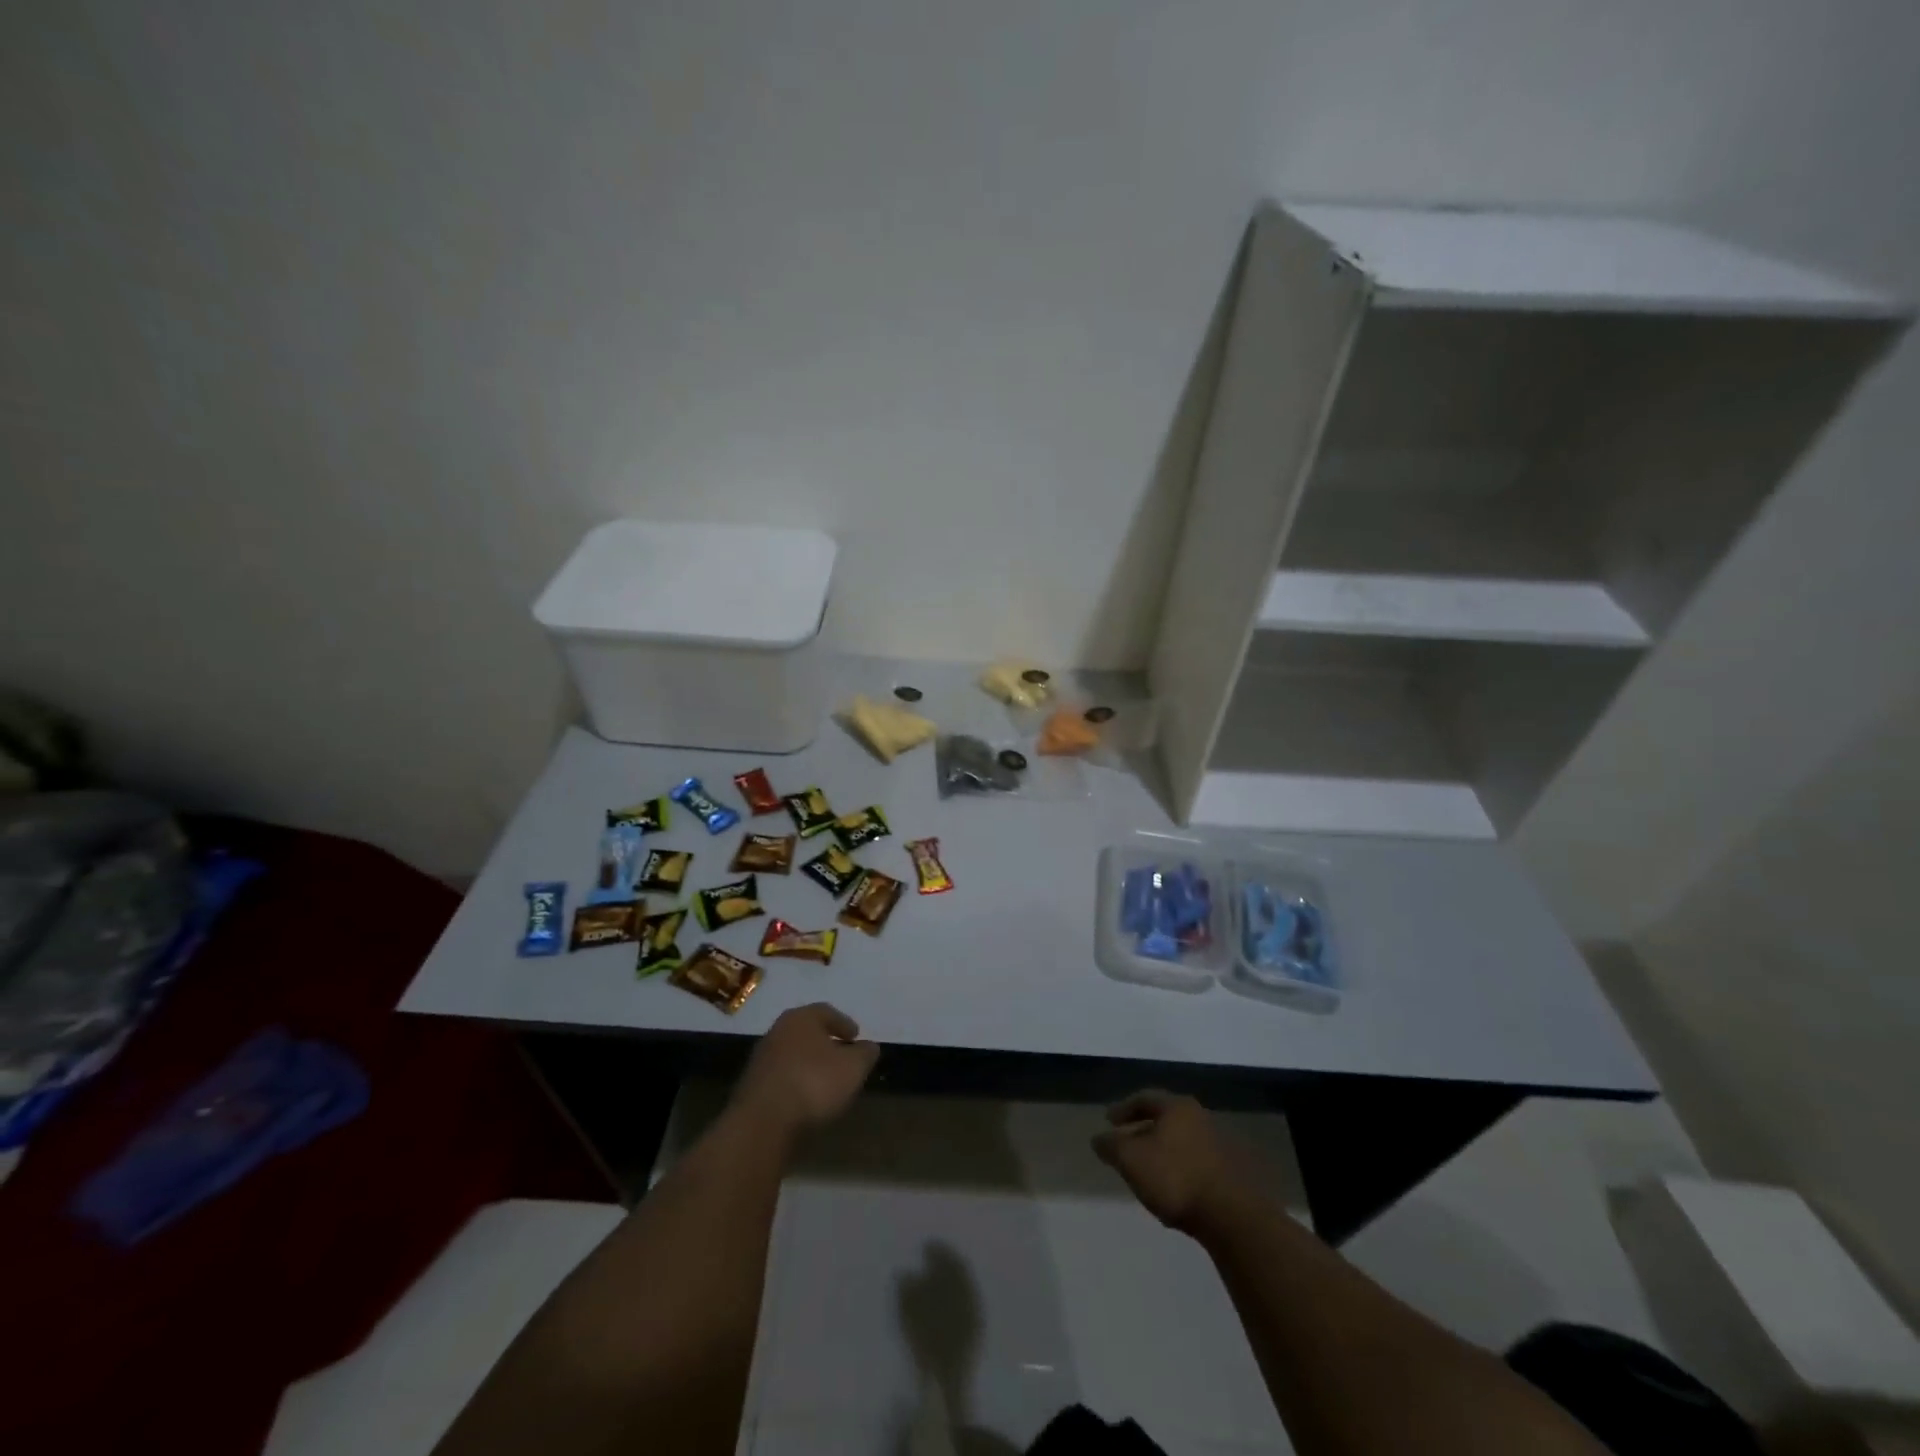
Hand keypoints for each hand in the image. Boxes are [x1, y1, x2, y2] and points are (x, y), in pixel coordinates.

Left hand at [731, 1002, 878, 1140]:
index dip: (844, 1023)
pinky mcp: (752, 1088)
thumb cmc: (814, 1083)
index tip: (856, 1037)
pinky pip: (782, 1078)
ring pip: (793, 1055)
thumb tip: (868, 1047)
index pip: (826, 1012)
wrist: (763, 1123)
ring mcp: (761, 1060)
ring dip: (809, 1065)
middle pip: (806, 1033)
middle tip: (843, 1057)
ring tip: (827, 1082)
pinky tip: (807, 1100)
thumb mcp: (853, 1067)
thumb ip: (865, 1054)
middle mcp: (777, 1032)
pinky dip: (796, 1083)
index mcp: (800, 1018)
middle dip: (825, 1043)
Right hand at [1093, 1090, 1246, 1234]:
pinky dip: (1180, 1168)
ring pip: (1182, 1141)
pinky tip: (1174, 1187)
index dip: (1123, 1109)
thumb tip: (1098, 1138)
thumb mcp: (1132, 1161)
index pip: (1144, 1099)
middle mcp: (1200, 1117)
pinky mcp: (1232, 1172)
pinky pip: (1197, 1162)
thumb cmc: (1177, 1178)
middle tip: (1126, 1144)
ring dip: (1163, 1151)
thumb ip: (1111, 1147)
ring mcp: (1220, 1144)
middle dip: (1143, 1130)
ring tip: (1148, 1169)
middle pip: (1165, 1119)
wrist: (1235, 1217)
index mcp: (1177, 1107)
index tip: (1108, 1121)